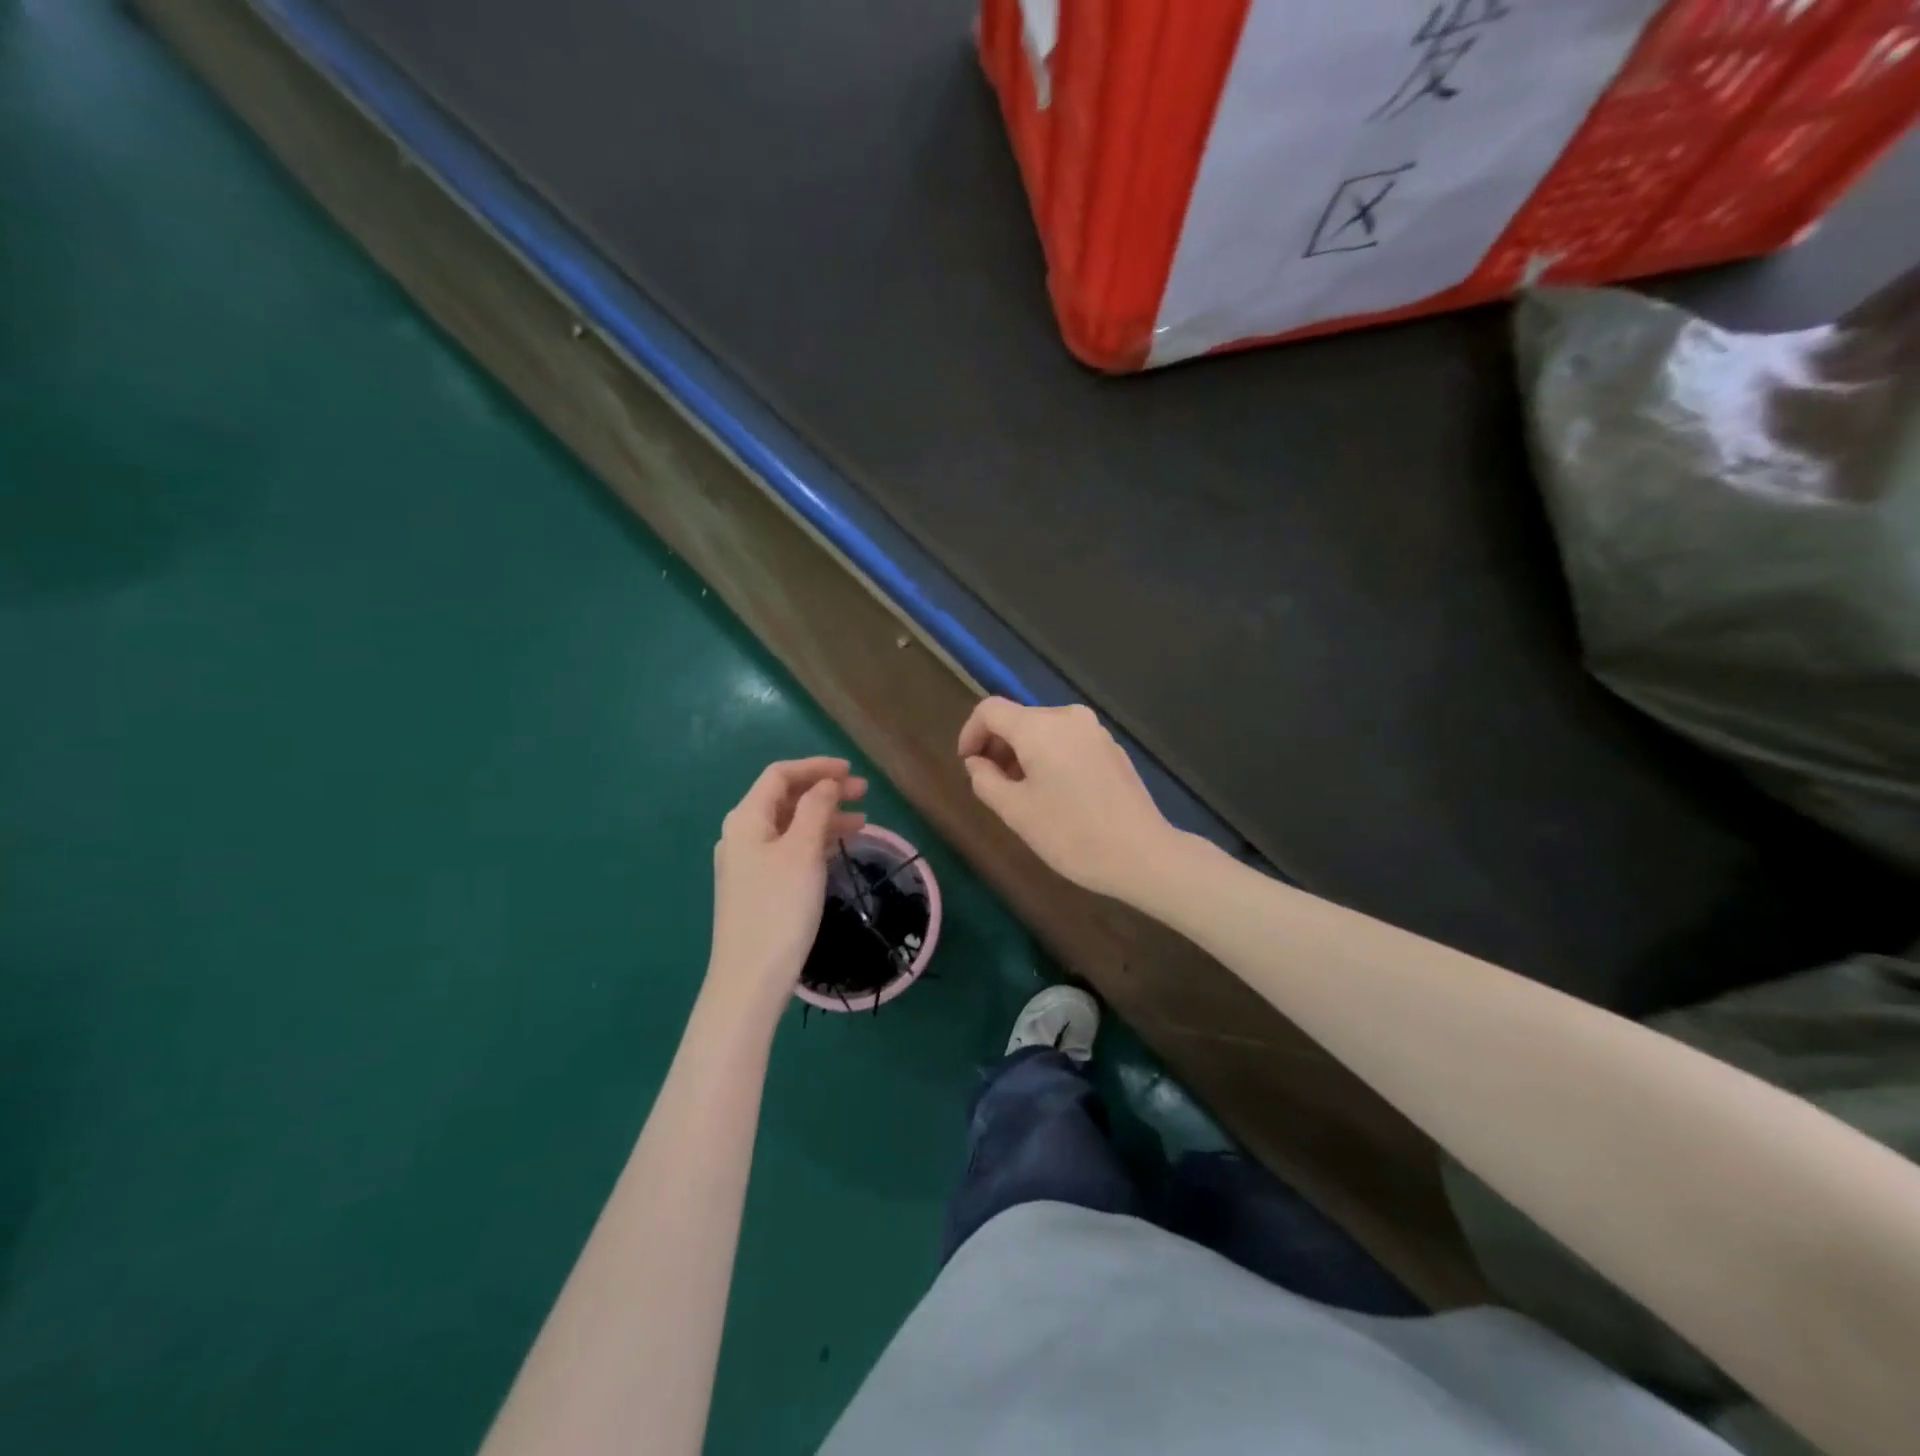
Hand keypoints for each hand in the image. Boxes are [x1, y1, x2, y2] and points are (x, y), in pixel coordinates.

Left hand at [707, 757, 866, 1013]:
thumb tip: (826, 784)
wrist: (751, 977)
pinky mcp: (759, 887)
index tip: (852, 772)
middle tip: (864, 793)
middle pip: (786, 799)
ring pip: (791, 826)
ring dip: (825, 817)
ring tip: (862, 822)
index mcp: (747, 819)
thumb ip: (816, 809)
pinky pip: (790, 850)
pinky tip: (840, 848)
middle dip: (825, 791)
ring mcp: (749, 863)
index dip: (816, 767)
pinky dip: (816, 842)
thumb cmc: (779, 907)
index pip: (781, 775)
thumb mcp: (803, 851)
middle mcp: (743, 835)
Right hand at [957, 698, 1178, 899]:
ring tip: (1022, 794)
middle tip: (992, 785)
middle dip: (998, 747)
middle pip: (1019, 718)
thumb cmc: (1071, 834)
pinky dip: (1050, 758)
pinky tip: (1056, 794)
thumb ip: (986, 780)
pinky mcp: (1112, 748)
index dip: (970, 733)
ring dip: (1024, 754)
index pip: (990, 709)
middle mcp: (1068, 717)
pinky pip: (1068, 742)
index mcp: (1040, 727)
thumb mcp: (1016, 812)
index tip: (968, 765)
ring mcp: (1095, 731)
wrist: (1142, 854)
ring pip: (1044, 731)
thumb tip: (977, 763)